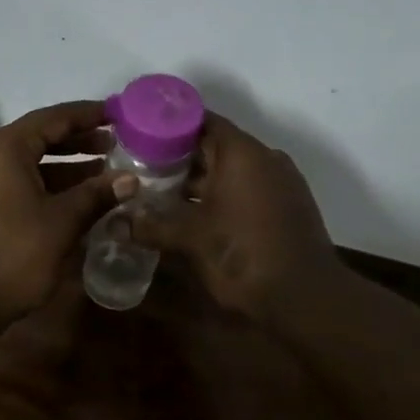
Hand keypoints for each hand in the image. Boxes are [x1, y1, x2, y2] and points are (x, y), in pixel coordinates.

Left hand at [0, 101, 123, 325]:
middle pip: (38, 136)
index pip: (53, 118)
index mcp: (4, 148)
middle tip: (114, 145)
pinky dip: (43, 182)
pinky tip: (70, 198)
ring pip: (26, 161)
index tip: (117, 114)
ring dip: (63, 164)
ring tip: (101, 170)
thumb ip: (97, 195)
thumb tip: (132, 180)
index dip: (87, 115)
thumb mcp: (62, 223)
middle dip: (77, 140)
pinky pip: (13, 179)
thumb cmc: (13, 255)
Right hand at [127, 112, 343, 322]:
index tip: (141, 132)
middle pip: (215, 146)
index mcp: (241, 152)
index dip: (170, 125)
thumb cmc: (243, 254)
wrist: (305, 298)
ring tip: (159, 192)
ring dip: (199, 181)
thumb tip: (113, 224)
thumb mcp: (190, 238)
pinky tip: (193, 214)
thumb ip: (151, 225)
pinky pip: (247, 189)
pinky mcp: (286, 207)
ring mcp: (280, 183)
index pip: (202, 121)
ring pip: (231, 171)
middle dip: (179, 157)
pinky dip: (221, 195)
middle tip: (141, 166)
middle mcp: (264, 158)